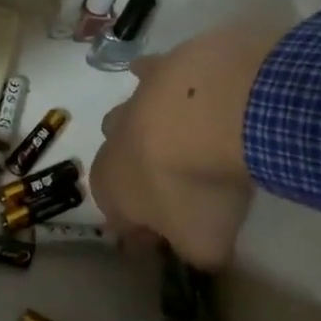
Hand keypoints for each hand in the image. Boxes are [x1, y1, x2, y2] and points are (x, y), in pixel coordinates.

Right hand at [87, 24, 284, 269]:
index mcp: (110, 190)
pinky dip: (165, 82)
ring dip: (153, 131)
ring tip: (195, 139)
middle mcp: (110, 144)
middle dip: (143, 177)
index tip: (175, 239)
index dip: (146, 233)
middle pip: (120, 165)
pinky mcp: (158, 68)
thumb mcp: (203, 243)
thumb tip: (199, 250)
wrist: (210, 112)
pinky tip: (191, 88)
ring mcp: (132, 102)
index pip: (121, 221)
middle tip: (186, 189)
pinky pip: (153, 74)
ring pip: (132, 119)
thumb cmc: (195, 186)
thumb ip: (196, 253)